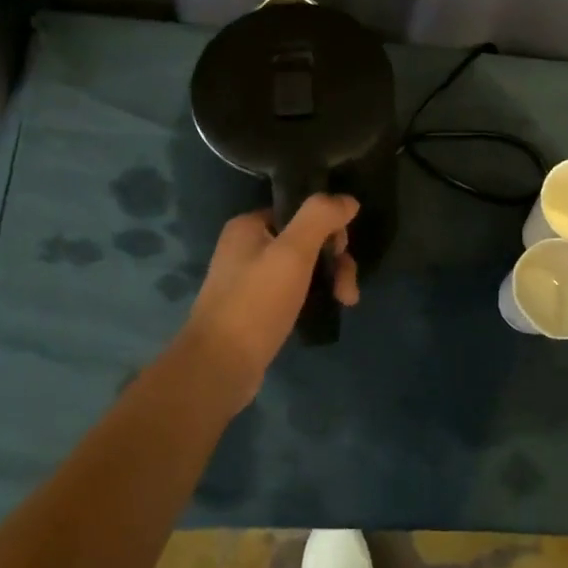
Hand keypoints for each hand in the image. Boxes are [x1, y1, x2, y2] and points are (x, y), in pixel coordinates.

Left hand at [178, 196, 360, 409]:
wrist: (219, 367)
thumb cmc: (256, 303)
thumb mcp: (293, 252)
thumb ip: (320, 218)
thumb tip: (348, 200)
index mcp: (248, 226)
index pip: (300, 211)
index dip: (329, 227)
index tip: (342, 251)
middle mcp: (246, 248)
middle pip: (305, 240)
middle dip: (335, 260)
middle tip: (347, 288)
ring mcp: (249, 281)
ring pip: (303, 268)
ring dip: (329, 280)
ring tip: (345, 302)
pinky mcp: (256, 310)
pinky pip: (294, 292)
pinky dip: (314, 297)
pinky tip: (327, 310)